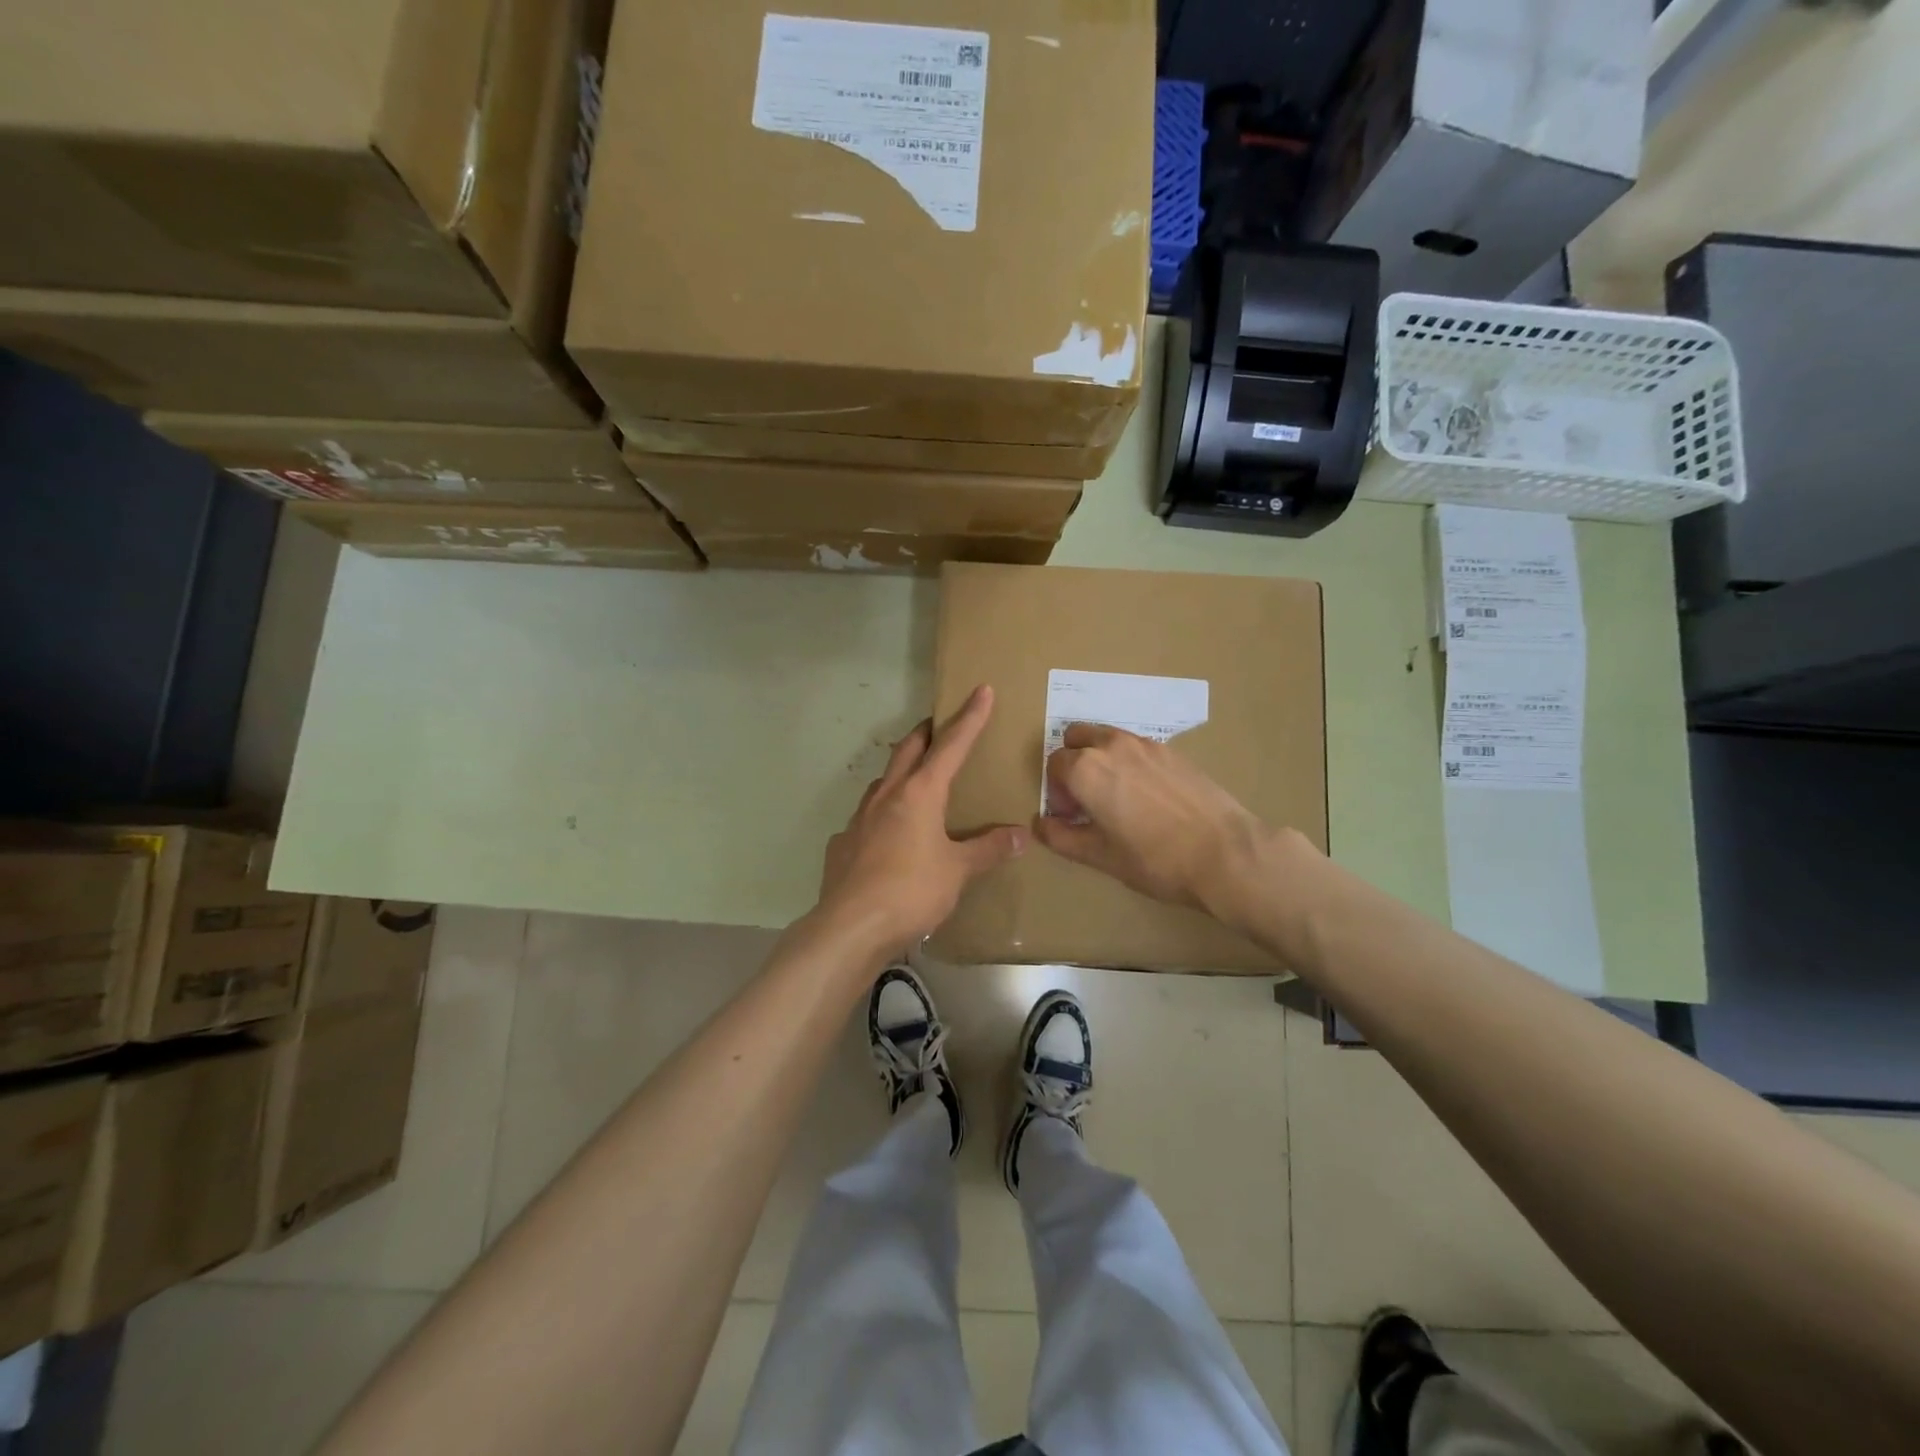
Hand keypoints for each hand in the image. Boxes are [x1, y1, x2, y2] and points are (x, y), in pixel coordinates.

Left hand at [816, 685, 1025, 960]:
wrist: (850, 926)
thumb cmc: (911, 891)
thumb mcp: (958, 871)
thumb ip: (988, 849)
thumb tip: (1021, 835)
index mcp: (920, 794)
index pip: (951, 745)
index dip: (969, 717)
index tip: (981, 690)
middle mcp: (887, 796)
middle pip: (908, 750)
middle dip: (927, 733)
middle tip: (940, 726)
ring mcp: (859, 817)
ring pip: (883, 780)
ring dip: (901, 770)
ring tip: (916, 779)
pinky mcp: (843, 843)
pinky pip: (866, 817)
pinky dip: (882, 814)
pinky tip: (887, 835)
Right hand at [1035, 723, 1271, 915]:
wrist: (1224, 852)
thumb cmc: (1154, 859)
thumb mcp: (1100, 856)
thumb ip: (1062, 837)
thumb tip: (1041, 824)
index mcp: (1086, 769)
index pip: (1054, 765)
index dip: (1056, 792)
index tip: (1070, 817)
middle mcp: (1111, 745)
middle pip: (1076, 738)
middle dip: (1072, 763)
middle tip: (1086, 799)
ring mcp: (1144, 744)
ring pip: (1106, 737)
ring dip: (1099, 758)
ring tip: (1116, 797)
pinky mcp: (1172, 751)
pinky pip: (1135, 747)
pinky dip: (1128, 762)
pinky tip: (1146, 797)